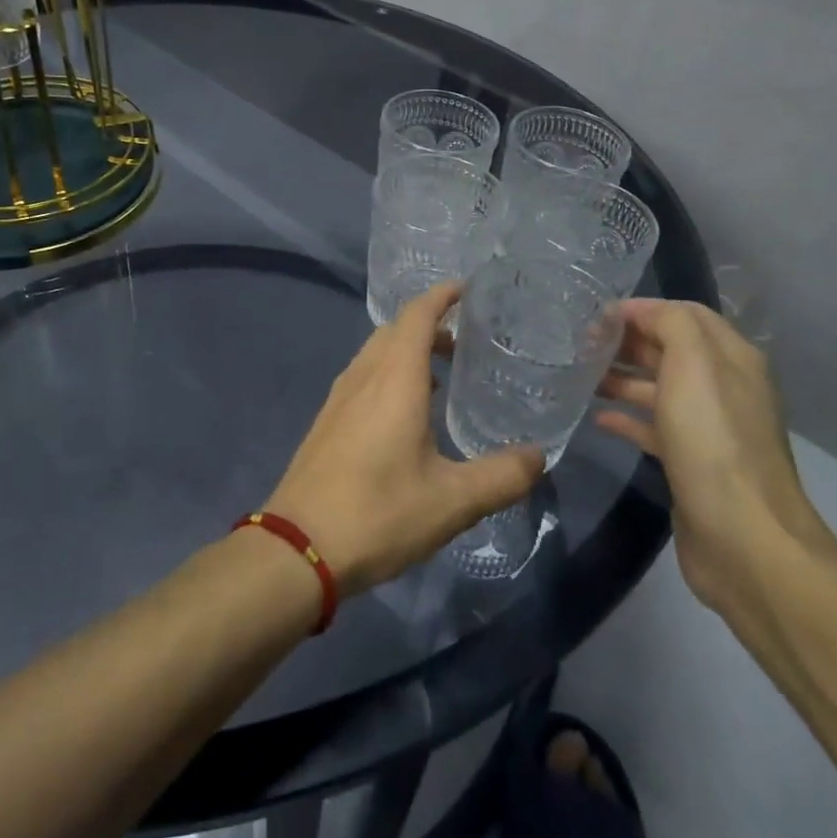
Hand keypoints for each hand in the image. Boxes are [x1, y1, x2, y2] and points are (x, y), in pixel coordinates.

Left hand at [265, 282, 545, 595]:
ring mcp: (338, 398)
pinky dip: (389, 375)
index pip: (416, 314)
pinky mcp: (326, 422)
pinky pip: (363, 378)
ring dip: (407, 351)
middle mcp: (362, 377)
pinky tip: (407, 414)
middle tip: (467, 341)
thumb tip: (539, 456)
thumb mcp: (453, 501)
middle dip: (430, 325)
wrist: (297, 547)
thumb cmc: (378, 514)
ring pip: (375, 354)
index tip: (469, 290)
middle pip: (395, 330)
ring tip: (444, 376)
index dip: (442, 295)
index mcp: (394, 379)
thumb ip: (502, 476)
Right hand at [596, 299, 828, 615]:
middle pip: (671, 350)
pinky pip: (653, 428)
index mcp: (731, 359)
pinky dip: (626, 418)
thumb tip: (638, 311)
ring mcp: (708, 429)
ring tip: (579, 376)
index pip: (685, 315)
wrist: (743, 538)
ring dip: (622, 377)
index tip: (596, 316)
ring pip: (659, 389)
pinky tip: (598, 419)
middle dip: (628, 342)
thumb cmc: (713, 440)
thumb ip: (670, 324)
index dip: (642, 310)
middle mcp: (723, 388)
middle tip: (580, 344)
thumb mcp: (693, 364)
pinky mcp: (690, 464)